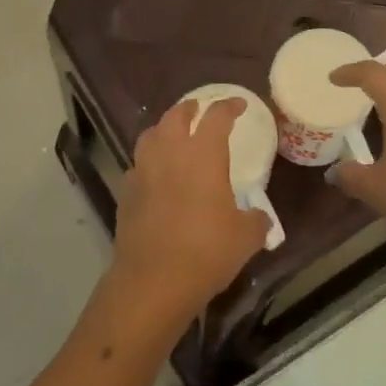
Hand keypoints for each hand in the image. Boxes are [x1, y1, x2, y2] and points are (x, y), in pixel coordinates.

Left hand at [108, 99, 271, 324]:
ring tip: (173, 135)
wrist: (154, 281)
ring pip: (150, 136)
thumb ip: (256, 221)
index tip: (239, 105)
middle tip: (199, 110)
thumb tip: (259, 218)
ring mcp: (143, 172)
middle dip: (189, 109)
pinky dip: (148, 162)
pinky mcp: (126, 194)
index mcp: (203, 155)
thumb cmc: (207, 251)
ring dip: (164, 129)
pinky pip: (137, 166)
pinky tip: (156, 175)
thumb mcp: (245, 237)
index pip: (216, 117)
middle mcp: (170, 154)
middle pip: (175, 116)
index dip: (229, 106)